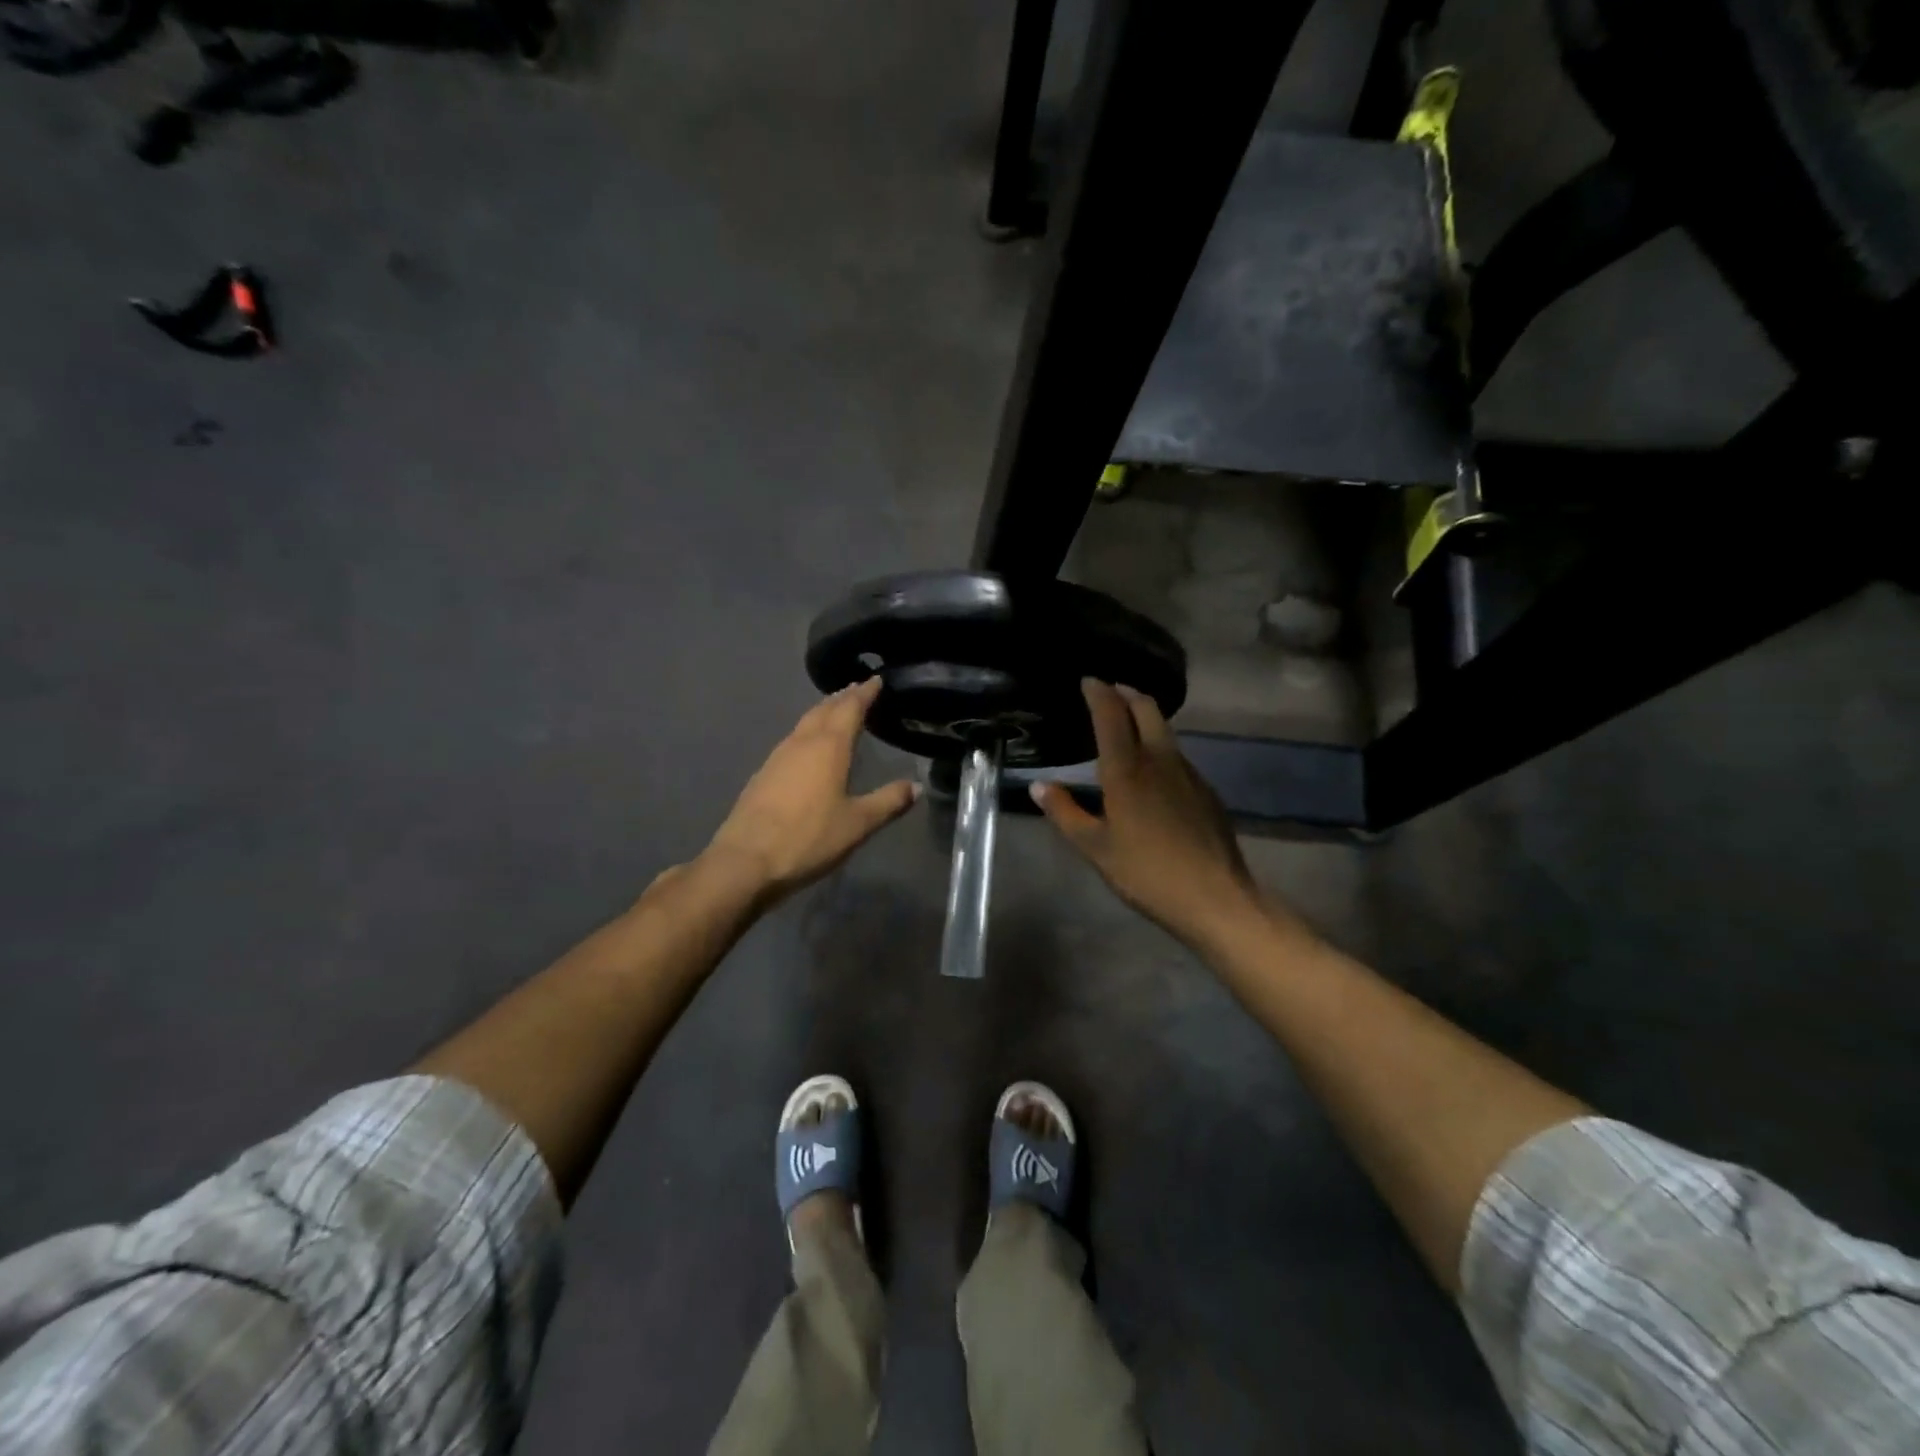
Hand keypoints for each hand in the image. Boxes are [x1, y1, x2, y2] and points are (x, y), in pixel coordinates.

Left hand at [705, 678, 918, 903]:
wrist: (745, 860)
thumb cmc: (808, 838)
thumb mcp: (857, 823)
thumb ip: (888, 801)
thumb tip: (917, 786)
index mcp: (829, 747)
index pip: (850, 708)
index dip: (865, 693)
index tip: (876, 679)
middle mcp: (801, 743)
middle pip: (824, 710)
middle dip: (843, 697)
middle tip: (858, 689)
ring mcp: (778, 757)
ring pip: (805, 723)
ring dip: (823, 712)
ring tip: (837, 710)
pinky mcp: (763, 774)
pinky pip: (792, 740)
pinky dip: (808, 732)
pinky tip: (809, 746)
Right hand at [1032, 679, 1278, 951]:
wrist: (1215, 897)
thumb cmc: (1146, 872)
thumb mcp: (1095, 848)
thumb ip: (1065, 813)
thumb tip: (1040, 786)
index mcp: (1127, 770)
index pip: (1112, 715)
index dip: (1099, 693)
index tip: (1088, 680)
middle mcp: (1160, 760)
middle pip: (1147, 709)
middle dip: (1126, 693)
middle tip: (1109, 691)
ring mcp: (1188, 773)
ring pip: (1165, 731)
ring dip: (1145, 717)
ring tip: (1127, 723)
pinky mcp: (1205, 791)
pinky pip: (1177, 755)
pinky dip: (1160, 745)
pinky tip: (1153, 769)